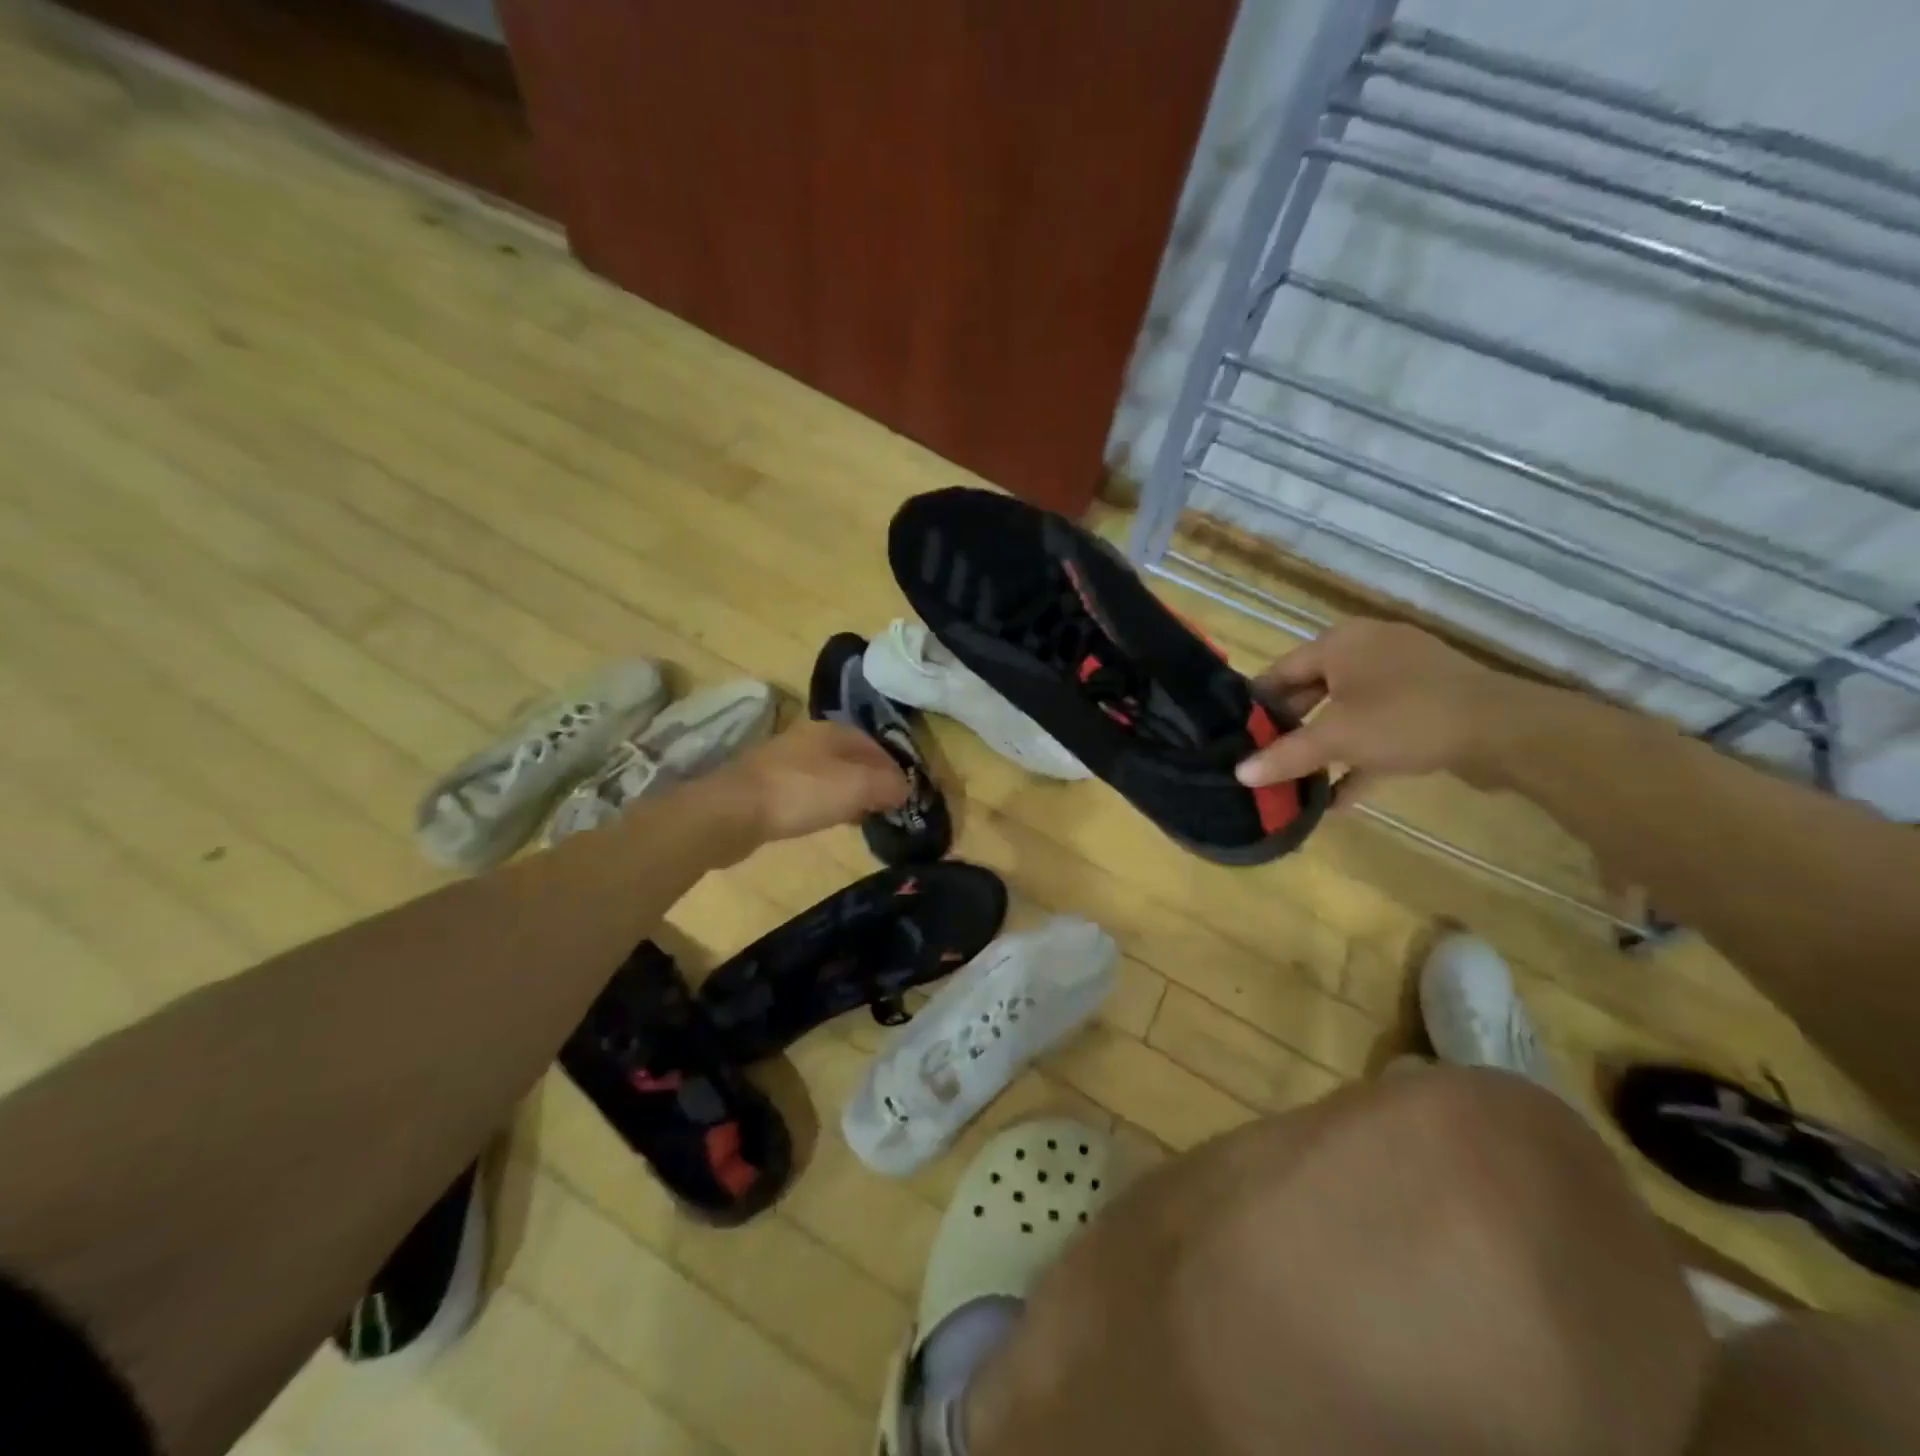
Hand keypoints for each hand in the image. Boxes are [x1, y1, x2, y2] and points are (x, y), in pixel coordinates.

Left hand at [711, 721, 909, 844]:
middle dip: (873, 782)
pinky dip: (826, 803)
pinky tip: (828, 820)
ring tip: (862, 818)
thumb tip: (905, 789)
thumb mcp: (857, 786)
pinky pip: (810, 791)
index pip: (877, 745)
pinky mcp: (769, 785)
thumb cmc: (801, 793)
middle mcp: (810, 739)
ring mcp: (786, 761)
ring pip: (831, 775)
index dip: (895, 769)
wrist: (733, 811)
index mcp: (833, 730)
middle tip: (887, 809)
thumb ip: (888, 784)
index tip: (907, 796)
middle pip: (853, 759)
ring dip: (850, 794)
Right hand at [1236, 619, 1541, 797]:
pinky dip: (1359, 756)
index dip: (1257, 705)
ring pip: (1346, 712)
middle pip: (1313, 692)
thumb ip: (1285, 755)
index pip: (1281, 670)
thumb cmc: (1404, 718)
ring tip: (1296, 781)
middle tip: (1263, 761)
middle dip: (1290, 730)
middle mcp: (1368, 650)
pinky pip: (1378, 728)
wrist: (1504, 730)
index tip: (1237, 736)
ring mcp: (1402, 676)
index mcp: (1341, 643)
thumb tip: (1239, 773)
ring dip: (1324, 748)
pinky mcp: (1427, 704)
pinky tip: (1340, 796)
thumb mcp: (1336, 738)